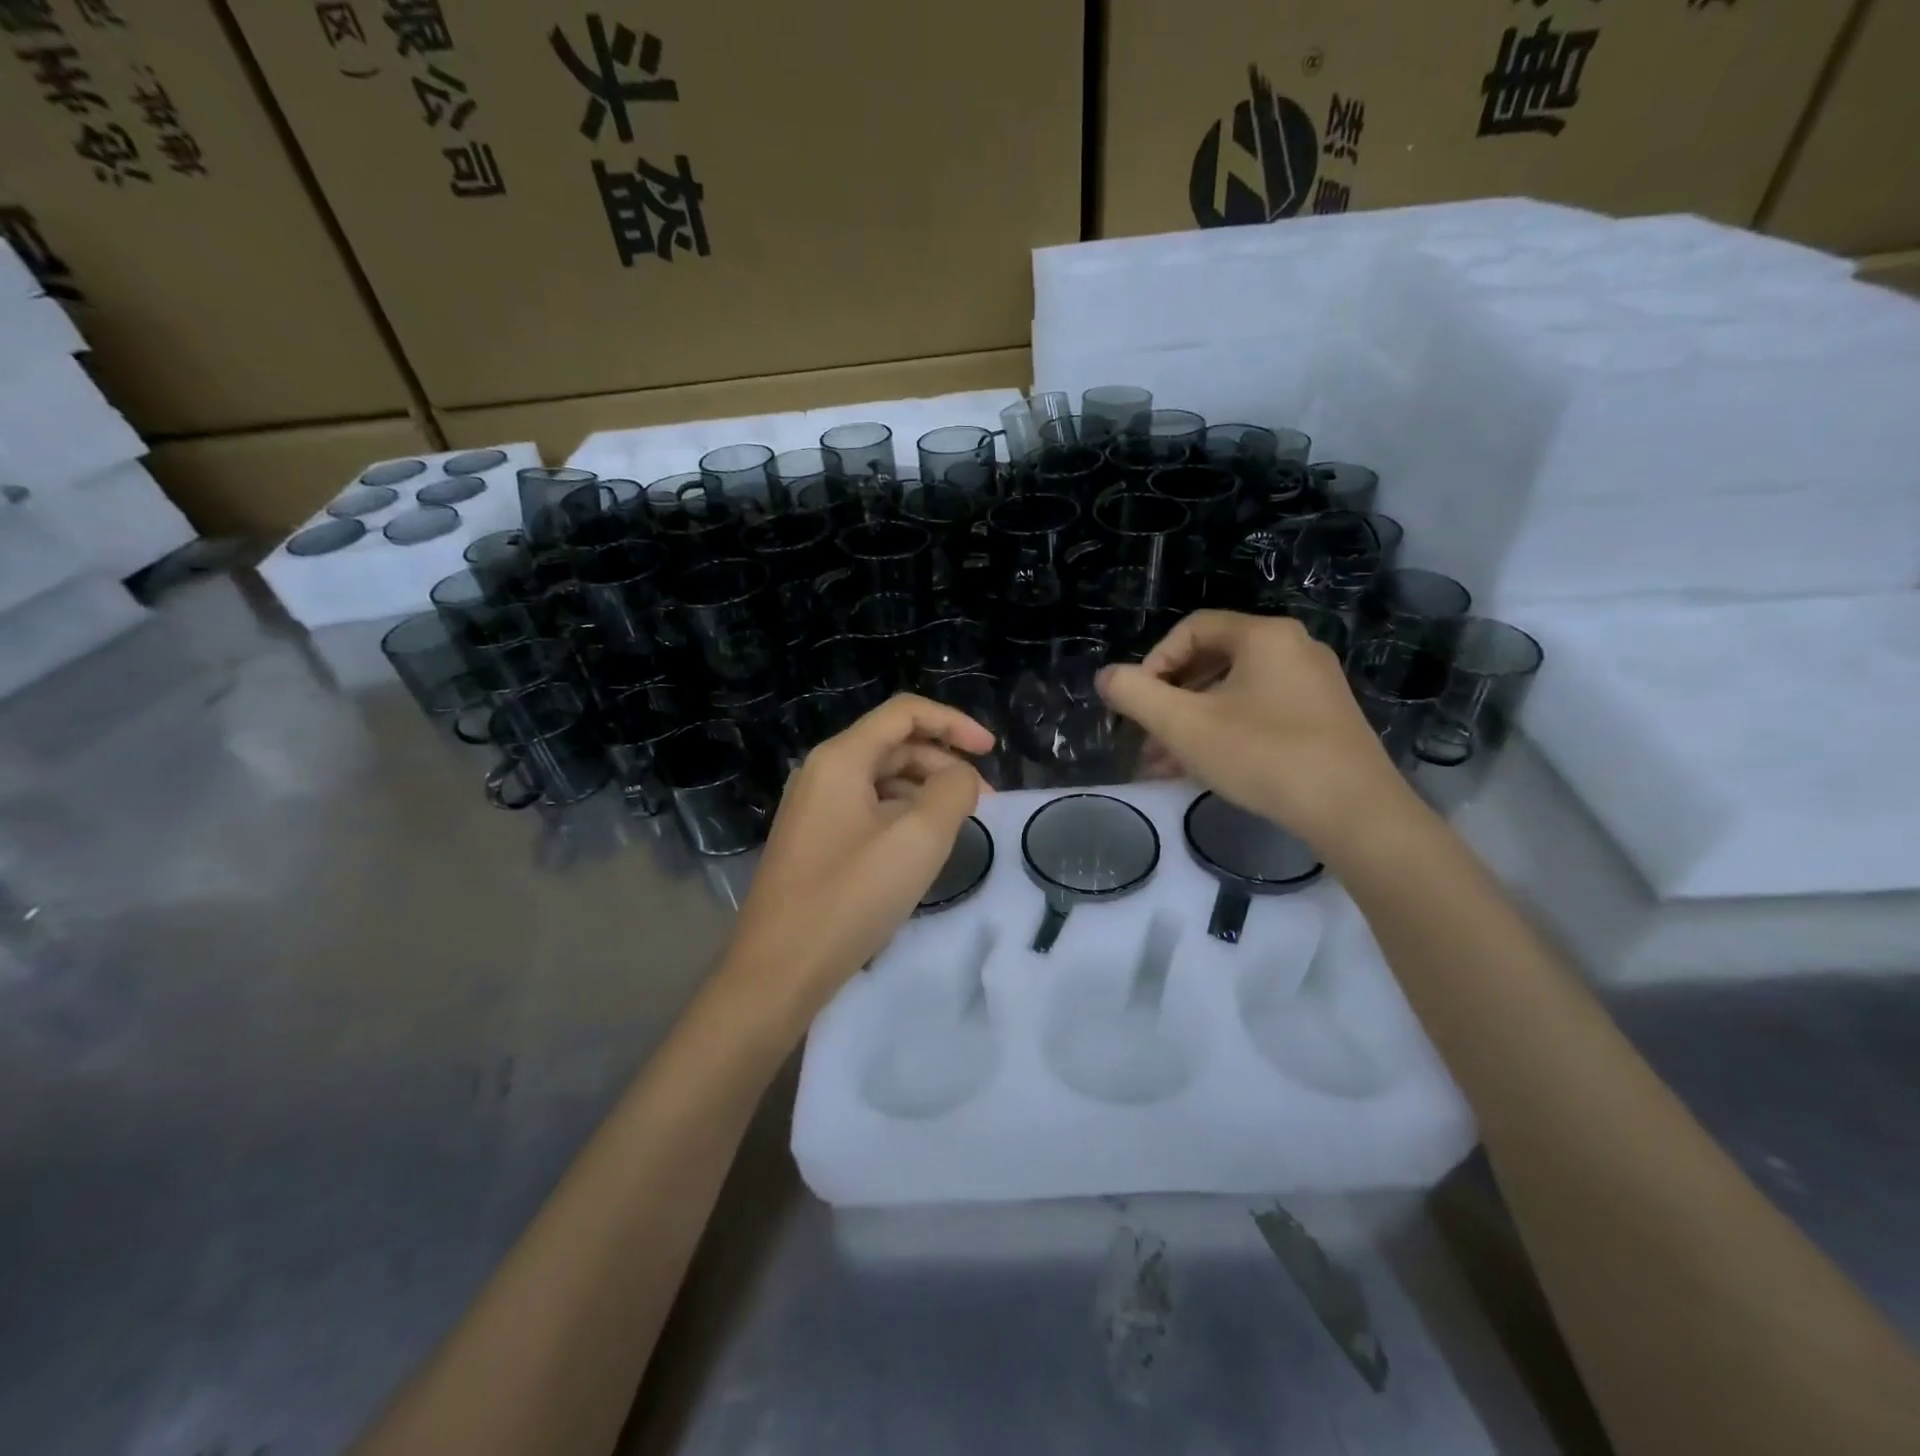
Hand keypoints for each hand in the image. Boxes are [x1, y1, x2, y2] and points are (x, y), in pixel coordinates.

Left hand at [724, 694, 994, 1011]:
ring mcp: (813, 808)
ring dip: (925, 791)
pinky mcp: (814, 841)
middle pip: (894, 745)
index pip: (905, 712)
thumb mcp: (918, 838)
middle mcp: (822, 772)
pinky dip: (902, 815)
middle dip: (944, 763)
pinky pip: (867, 810)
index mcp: (840, 758)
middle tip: (983, 802)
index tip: (992, 751)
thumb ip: (953, 791)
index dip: (954, 722)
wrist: (778, 971)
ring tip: (958, 826)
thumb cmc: (850, 897)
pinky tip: (921, 847)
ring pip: (881, 780)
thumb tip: (960, 778)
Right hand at [1097, 611, 1407, 850]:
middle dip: (1170, 701)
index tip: (1136, 702)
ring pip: (1234, 694)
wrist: (1352, 811)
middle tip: (1146, 736)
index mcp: (1264, 636)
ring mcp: (1314, 686)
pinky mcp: (1324, 720)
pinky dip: (1225, 733)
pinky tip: (1201, 770)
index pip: (1193, 629)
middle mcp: (1294, 649)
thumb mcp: (1184, 725)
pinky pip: (1260, 713)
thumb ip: (1135, 695)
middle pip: (1213, 661)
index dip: (1154, 661)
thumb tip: (1105, 676)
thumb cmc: (1262, 755)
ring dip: (1193, 723)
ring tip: (1163, 764)